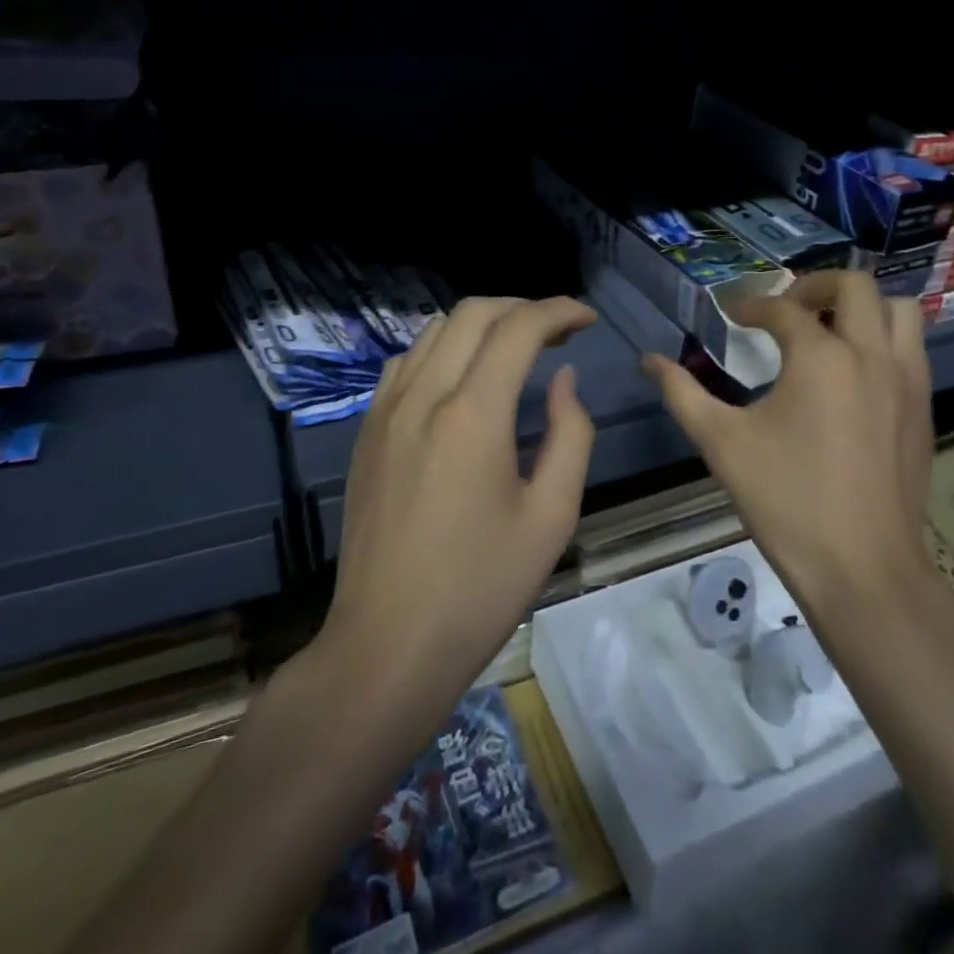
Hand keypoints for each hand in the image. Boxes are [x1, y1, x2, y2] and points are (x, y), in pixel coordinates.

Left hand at [325, 296, 597, 700]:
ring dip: (481, 325)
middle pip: (473, 313)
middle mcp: (423, 396)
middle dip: (523, 308)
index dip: (559, 311)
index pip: (519, 329)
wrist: (387, 645)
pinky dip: (443, 349)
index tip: (587, 319)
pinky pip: (405, 362)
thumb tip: (563, 380)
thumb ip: (570, 435)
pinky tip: (462, 379)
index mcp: (472, 415)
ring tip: (515, 350)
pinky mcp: (366, 432)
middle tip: (557, 331)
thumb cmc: (480, 588)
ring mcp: (385, 411)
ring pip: (435, 330)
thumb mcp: (551, 517)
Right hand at [643, 271, 934, 609]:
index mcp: (820, 357)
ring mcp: (907, 381)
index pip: (782, 309)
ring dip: (862, 307)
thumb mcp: (721, 443)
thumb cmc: (787, 501)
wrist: (864, 570)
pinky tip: (855, 373)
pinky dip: (885, 339)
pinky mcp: (924, 409)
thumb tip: (649, 361)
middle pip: (854, 286)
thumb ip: (682, 393)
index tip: (732, 317)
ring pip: (899, 310)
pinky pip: (912, 348)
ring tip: (828, 329)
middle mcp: (871, 354)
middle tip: (786, 307)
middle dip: (814, 286)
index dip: (751, 307)